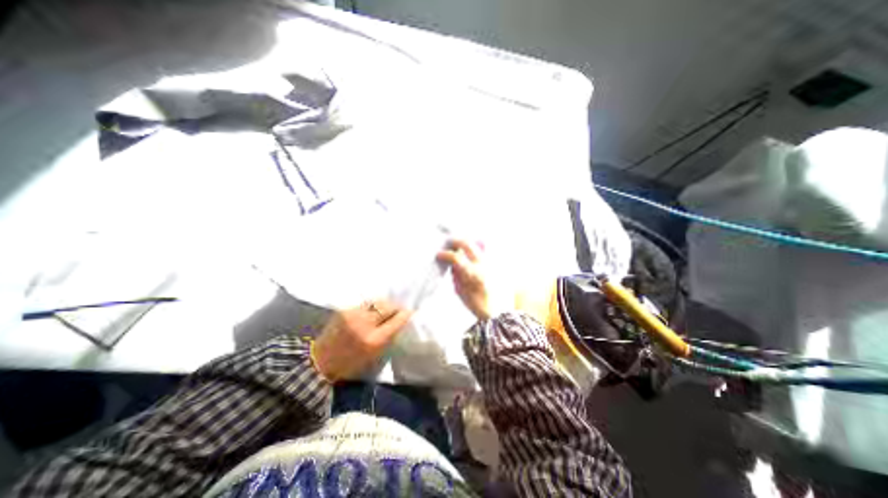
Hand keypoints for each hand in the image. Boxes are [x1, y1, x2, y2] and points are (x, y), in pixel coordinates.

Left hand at [310, 300, 410, 381]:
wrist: (320, 361)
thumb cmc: (351, 364)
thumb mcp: (375, 356)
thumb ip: (388, 337)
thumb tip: (399, 321)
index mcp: (373, 340)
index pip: (396, 321)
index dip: (405, 315)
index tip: (409, 312)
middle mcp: (364, 324)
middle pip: (388, 307)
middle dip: (395, 307)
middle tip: (397, 310)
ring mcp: (353, 314)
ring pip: (377, 302)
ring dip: (384, 305)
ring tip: (385, 310)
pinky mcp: (344, 310)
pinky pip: (365, 304)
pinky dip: (372, 307)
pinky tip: (371, 311)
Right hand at [436, 240, 498, 320]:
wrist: (500, 312)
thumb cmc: (479, 306)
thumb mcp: (462, 292)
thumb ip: (457, 276)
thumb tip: (453, 265)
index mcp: (473, 273)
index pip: (456, 258)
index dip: (446, 254)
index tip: (439, 254)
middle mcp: (484, 265)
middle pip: (469, 245)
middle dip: (457, 242)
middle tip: (451, 243)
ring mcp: (492, 263)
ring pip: (478, 246)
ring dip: (468, 245)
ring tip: (461, 248)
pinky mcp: (497, 265)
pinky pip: (486, 253)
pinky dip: (478, 252)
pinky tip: (473, 257)